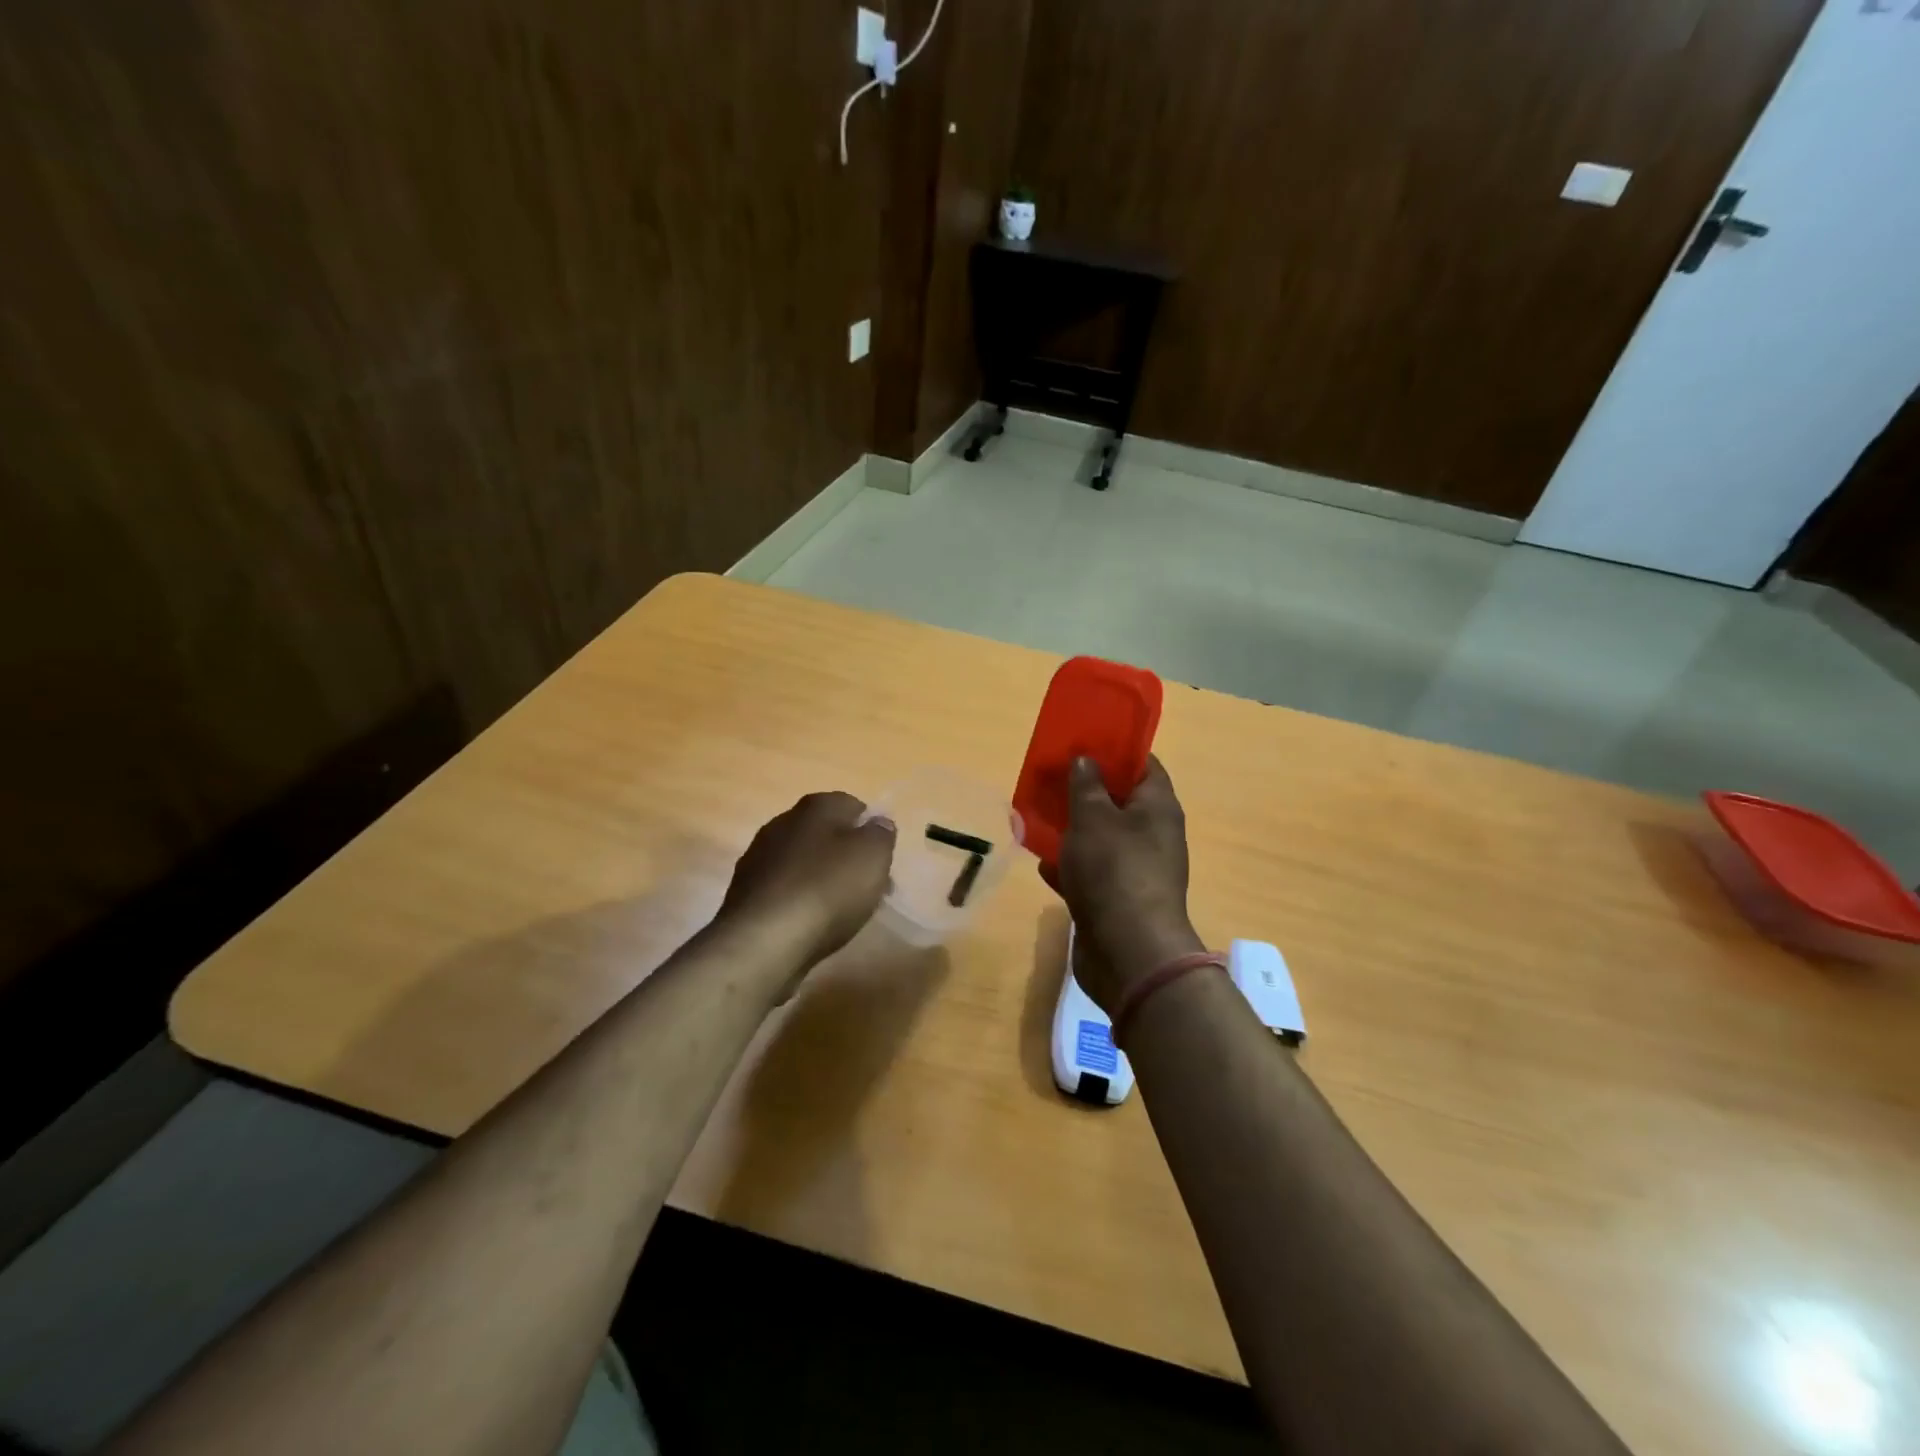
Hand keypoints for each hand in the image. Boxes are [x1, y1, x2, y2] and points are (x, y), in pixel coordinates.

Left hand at [718, 792, 896, 975]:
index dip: (871, 831)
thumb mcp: (873, 856)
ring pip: (804, 861)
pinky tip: (809, 923)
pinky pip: (784, 888)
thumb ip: (881, 834)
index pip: (853, 805)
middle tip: (867, 888)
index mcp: (815, 806)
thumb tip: (877, 823)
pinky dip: (799, 900)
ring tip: (840, 911)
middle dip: (847, 857)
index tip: (882, 860)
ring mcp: (759, 856)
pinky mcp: (745, 891)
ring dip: (822, 879)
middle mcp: (783, 822)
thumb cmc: (827, 888)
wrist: (763, 940)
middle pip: (826, 834)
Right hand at [1056, 755, 1204, 1014]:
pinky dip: (1069, 868)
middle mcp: (1152, 836)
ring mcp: (1135, 871)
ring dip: (1072, 830)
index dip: (1117, 750)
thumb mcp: (1094, 818)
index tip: (1084, 741)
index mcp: (1157, 808)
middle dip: (1085, 790)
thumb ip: (1086, 785)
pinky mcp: (1116, 900)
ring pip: (1101, 839)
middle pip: (1118, 802)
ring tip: (1038, 815)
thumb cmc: (1114, 871)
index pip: (1144, 765)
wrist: (1127, 952)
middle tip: (1052, 777)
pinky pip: (1090, 874)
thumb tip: (1086, 758)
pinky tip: (1042, 863)